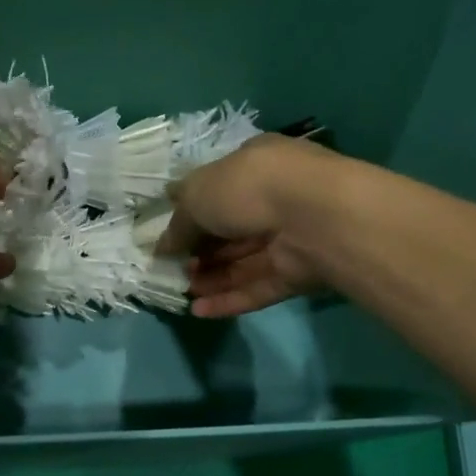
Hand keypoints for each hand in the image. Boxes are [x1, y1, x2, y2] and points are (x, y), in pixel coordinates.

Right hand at [169, 134, 342, 317]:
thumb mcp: (197, 194)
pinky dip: (230, 299)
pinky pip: (259, 287)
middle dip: (200, 251)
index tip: (169, 236)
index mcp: (254, 165)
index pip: (219, 188)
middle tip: (173, 267)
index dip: (192, 213)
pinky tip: (199, 311)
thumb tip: (161, 245)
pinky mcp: (300, 273)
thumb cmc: (249, 188)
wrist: (313, 217)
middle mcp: (275, 198)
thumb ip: (178, 222)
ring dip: (212, 278)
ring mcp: (291, 237)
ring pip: (244, 262)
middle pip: (231, 229)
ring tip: (183, 291)